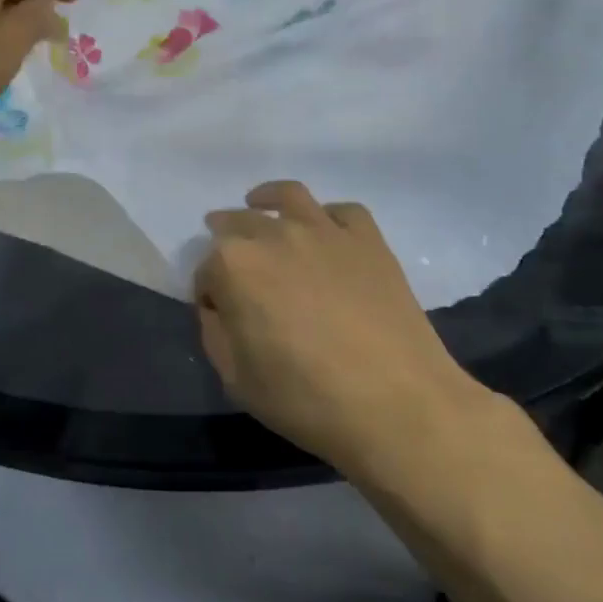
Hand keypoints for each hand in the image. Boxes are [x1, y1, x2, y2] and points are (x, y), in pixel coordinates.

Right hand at [195, 181, 491, 475]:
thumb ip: (215, 333)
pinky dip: (327, 216)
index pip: (205, 269)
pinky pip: (342, 211)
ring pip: (288, 196)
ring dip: (266, 200)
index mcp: (234, 266)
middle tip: (231, 261)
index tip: (218, 313)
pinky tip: (324, 229)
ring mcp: (324, 231)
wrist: (397, 404)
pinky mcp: (368, 240)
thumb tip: (219, 309)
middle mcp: (274, 234)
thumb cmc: (306, 398)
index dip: (207, 292)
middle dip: (226, 237)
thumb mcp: (235, 379)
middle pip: (238, 222)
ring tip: (261, 204)